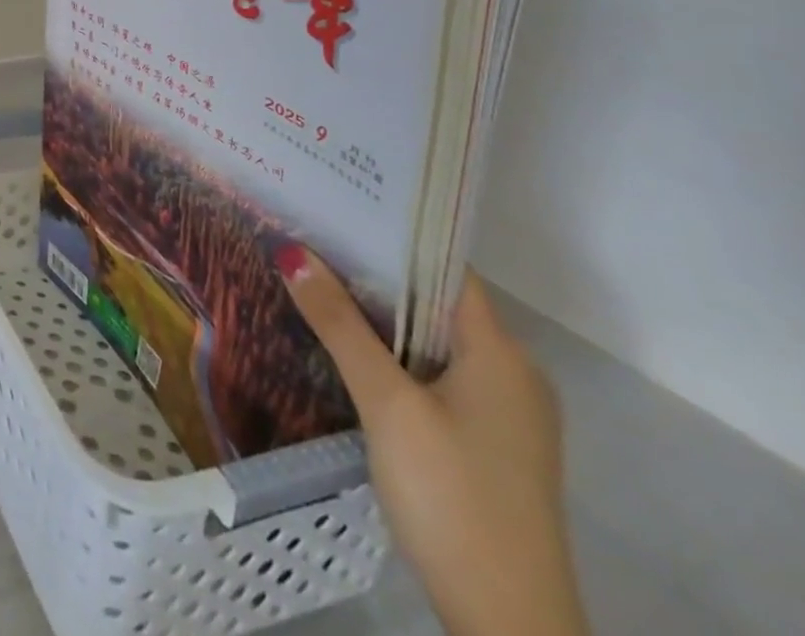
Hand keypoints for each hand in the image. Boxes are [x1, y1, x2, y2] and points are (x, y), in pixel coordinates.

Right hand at [278, 250, 589, 635]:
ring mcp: (504, 414)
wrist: (509, 624)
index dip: (392, 236)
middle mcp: (512, 374)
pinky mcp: (488, 444)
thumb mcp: (386, 403)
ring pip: (434, 341)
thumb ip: (340, 325)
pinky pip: (437, 375)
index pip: (446, 268)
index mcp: (501, 354)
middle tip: (310, 242)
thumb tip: (292, 252)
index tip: (335, 210)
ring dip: (382, 317)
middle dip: (375, 275)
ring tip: (318, 284)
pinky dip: (396, 354)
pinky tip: (350, 352)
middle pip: (437, 303)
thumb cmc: (452, 496)